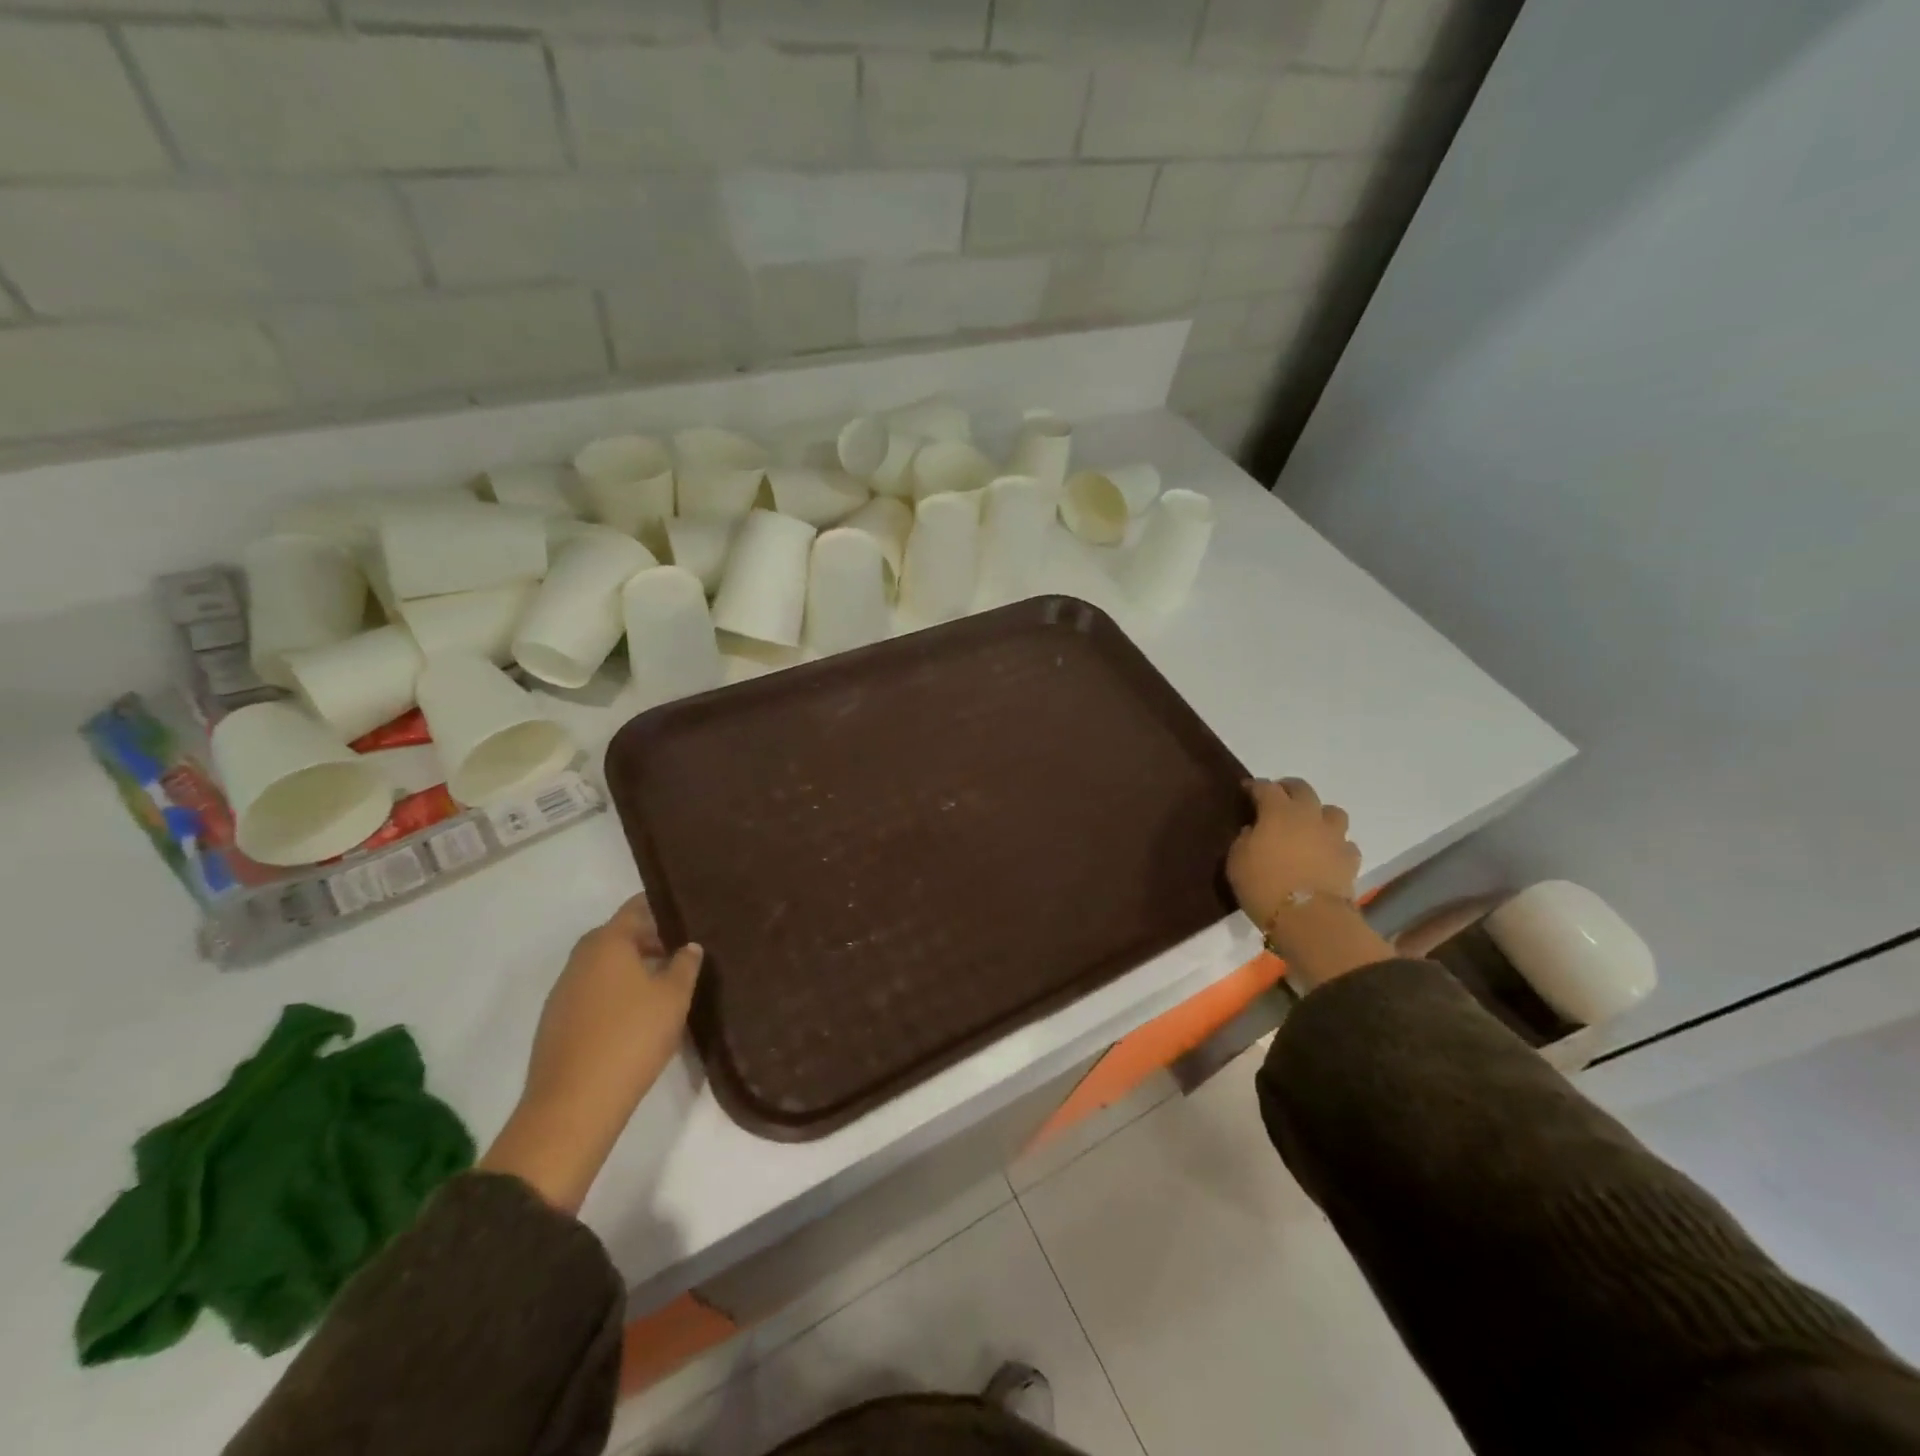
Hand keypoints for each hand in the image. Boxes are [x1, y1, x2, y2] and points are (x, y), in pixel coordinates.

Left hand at [480, 896, 701, 1212]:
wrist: (573, 1105)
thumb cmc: (631, 1037)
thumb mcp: (673, 997)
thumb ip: (685, 965)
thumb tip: (688, 946)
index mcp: (607, 942)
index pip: (636, 908)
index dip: (662, 908)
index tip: (688, 914)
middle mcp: (580, 958)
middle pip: (619, 935)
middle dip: (650, 939)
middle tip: (683, 952)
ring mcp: (564, 991)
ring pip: (605, 965)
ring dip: (633, 968)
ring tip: (665, 985)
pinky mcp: (557, 1022)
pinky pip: (593, 992)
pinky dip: (616, 993)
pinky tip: (637, 1015)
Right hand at [1227, 779, 1392, 990]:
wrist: (1309, 918)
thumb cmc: (1264, 885)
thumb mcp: (1237, 861)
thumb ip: (1244, 839)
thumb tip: (1253, 831)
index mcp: (1278, 812)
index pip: (1265, 787)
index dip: (1254, 786)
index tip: (1246, 789)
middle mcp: (1309, 816)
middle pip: (1302, 789)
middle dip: (1288, 789)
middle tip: (1278, 798)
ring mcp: (1334, 836)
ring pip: (1332, 811)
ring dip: (1319, 814)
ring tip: (1308, 825)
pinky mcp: (1350, 859)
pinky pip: (1344, 843)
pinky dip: (1334, 844)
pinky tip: (1325, 854)